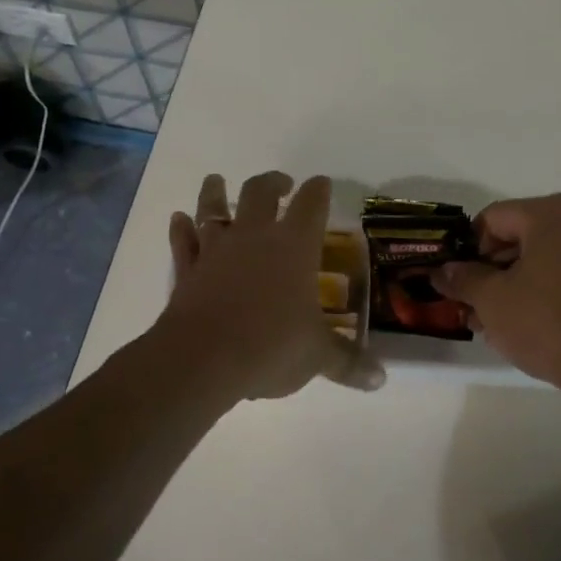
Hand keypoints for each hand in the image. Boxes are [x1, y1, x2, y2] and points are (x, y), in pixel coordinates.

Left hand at [160, 172, 382, 401]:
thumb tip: (381, 379)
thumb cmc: (271, 346)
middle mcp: (255, 237)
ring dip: (215, 192)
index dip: (318, 190)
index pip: (311, 204)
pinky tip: (179, 219)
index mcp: (295, 246)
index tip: (321, 183)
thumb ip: (347, 362)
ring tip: (216, 181)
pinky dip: (181, 229)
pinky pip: (183, 241)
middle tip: (281, 183)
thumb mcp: (316, 356)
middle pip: (260, 192)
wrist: (202, 359)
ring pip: (213, 208)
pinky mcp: (187, 270)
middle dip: (272, 183)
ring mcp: (216, 250)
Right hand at [434, 193, 560, 391]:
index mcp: (553, 211)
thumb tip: (442, 270)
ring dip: (516, 284)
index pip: (492, 219)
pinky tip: (533, 325)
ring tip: (498, 323)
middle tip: (474, 307)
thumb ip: (463, 278)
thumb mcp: (493, 300)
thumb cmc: (550, 323)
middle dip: (492, 271)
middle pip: (520, 235)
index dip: (468, 250)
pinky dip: (547, 290)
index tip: (459, 284)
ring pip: (545, 257)